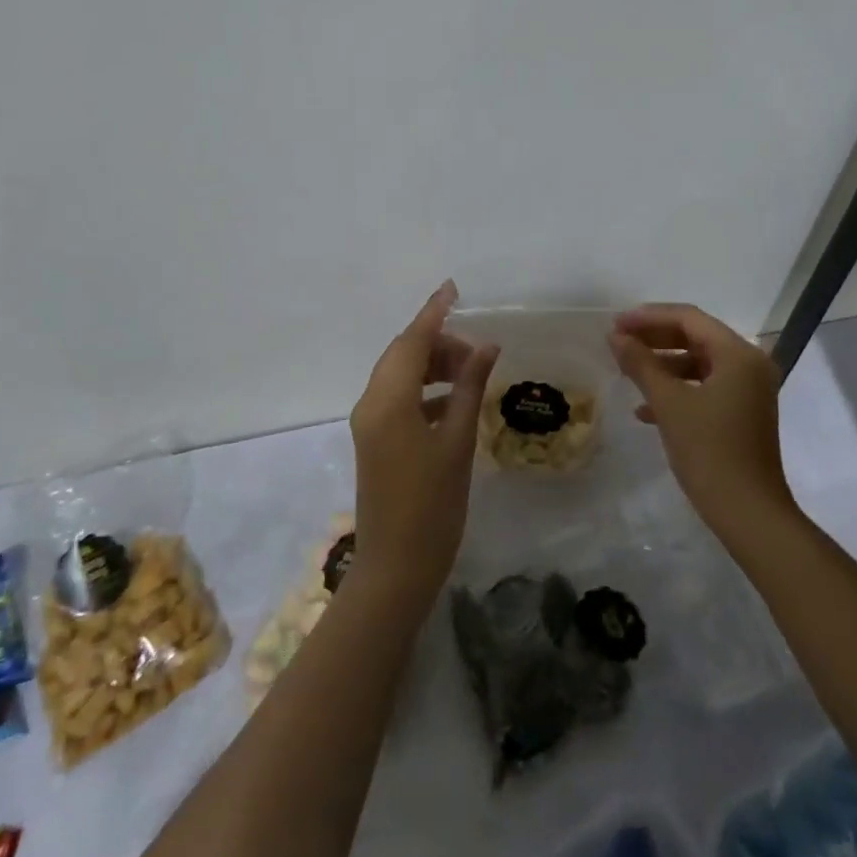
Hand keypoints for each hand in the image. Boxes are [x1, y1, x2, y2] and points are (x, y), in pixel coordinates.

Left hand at [349, 281, 499, 616]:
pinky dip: (426, 391)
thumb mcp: (458, 443)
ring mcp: (369, 423)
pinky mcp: (375, 440)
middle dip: (438, 343)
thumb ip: (470, 388)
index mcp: (388, 401)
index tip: (453, 289)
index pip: (412, 341)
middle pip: (402, 355)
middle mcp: (371, 403)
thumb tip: (486, 347)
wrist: (396, 568)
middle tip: (478, 350)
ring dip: (432, 366)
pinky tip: (455, 401)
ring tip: (471, 373)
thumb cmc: (433, 506)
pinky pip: (399, 398)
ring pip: (400, 376)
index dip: (434, 312)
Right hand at [610, 302, 793, 542]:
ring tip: (627, 371)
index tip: (616, 324)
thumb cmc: (710, 452)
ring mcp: (748, 390)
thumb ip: (641, 364)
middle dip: (654, 338)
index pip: (689, 318)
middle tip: (618, 341)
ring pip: (698, 362)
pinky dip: (677, 389)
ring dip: (663, 364)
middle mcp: (749, 364)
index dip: (649, 317)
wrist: (750, 515)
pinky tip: (644, 409)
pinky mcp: (742, 413)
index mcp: (738, 354)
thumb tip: (615, 336)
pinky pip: (705, 386)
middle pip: (695, 336)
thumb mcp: (669, 404)